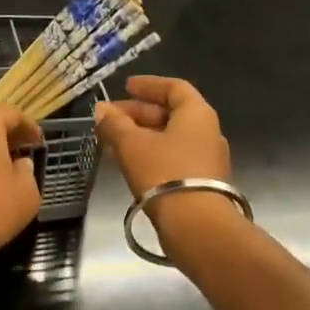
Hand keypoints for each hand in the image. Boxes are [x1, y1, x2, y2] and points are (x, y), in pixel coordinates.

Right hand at [93, 75, 229, 195]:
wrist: (195, 224)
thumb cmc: (163, 173)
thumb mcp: (131, 144)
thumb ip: (114, 124)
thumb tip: (101, 110)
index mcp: (196, 114)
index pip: (174, 87)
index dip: (148, 85)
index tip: (126, 87)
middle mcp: (207, 131)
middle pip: (171, 113)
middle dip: (138, 113)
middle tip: (110, 118)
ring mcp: (207, 158)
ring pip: (171, 137)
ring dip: (142, 135)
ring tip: (114, 140)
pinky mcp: (202, 181)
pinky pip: (174, 156)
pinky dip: (151, 153)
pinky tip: (130, 162)